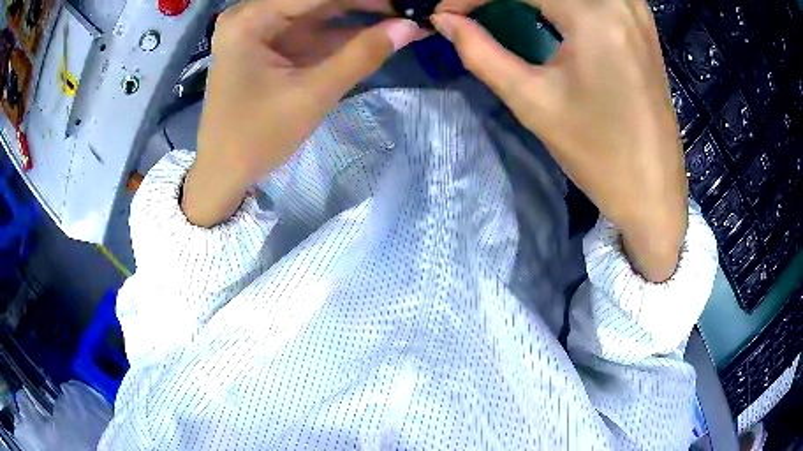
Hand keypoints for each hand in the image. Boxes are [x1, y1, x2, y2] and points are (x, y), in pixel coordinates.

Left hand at [182, 0, 424, 226]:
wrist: (224, 173)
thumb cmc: (256, 137)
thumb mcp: (312, 94)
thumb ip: (362, 55)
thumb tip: (411, 26)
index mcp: (251, 19)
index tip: (406, 1)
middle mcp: (254, 14)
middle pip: (319, 1)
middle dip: (365, 5)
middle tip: (409, 10)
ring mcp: (262, 30)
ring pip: (319, 14)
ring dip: (360, 18)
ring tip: (403, 19)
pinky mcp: (271, 46)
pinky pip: (313, 32)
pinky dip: (344, 36)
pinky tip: (379, 33)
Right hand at [431, 0, 687, 281]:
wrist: (653, 190)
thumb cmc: (598, 154)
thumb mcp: (533, 102)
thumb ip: (480, 52)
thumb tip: (444, 21)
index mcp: (594, 16)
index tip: (446, 13)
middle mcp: (618, 0)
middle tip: (473, 11)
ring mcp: (635, 8)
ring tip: (503, 11)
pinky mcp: (641, 21)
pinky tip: (545, 10)